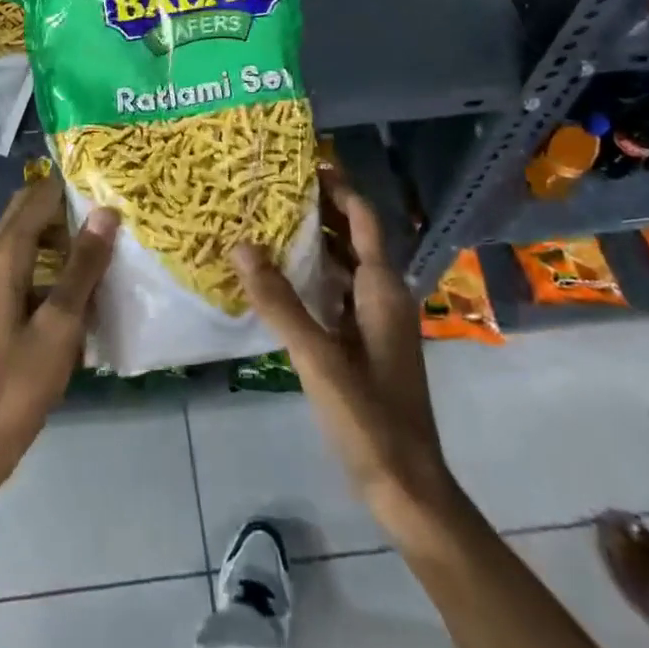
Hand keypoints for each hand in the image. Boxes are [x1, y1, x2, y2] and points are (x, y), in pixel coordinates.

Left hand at [0, 177, 116, 485]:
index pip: (37, 197)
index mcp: (3, 256)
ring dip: (62, 233)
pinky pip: (27, 263)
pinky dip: (53, 261)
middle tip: (111, 209)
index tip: (109, 182)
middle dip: (67, 205)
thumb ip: (84, 265)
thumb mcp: (62, 322)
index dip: (71, 185)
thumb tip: (106, 212)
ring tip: (106, 240)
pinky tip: (85, 282)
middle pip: (28, 211)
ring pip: (28, 237)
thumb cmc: (21, 379)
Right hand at [234, 170, 455, 547]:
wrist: (407, 486)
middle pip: (354, 238)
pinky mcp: (364, 345)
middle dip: (321, 210)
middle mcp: (382, 297)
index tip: (305, 161)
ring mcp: (375, 323)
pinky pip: (337, 295)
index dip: (339, 187)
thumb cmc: (369, 417)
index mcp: (381, 290)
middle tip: (273, 187)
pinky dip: (313, 278)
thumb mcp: (318, 358)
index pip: (363, 220)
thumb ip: (280, 302)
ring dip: (315, 243)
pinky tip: (280, 281)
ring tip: (269, 222)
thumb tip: (242, 245)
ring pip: (344, 267)